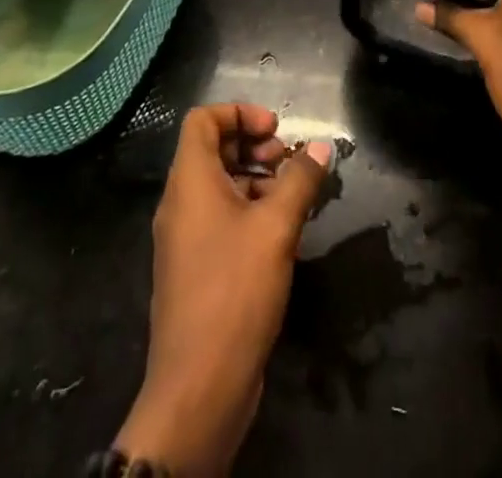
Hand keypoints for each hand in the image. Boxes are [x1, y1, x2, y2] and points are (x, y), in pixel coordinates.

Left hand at [116, 103, 332, 476]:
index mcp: (189, 181)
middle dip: (252, 145)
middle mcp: (180, 203)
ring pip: (218, 186)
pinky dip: (248, 210)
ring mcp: (184, 238)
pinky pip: (219, 219)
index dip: (239, 113)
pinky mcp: (194, 269)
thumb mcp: (276, 227)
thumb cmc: (235, 290)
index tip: (276, 129)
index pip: (203, 119)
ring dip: (255, 178)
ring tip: (292, 195)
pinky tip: (281, 232)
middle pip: (211, 150)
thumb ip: (300, 180)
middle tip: (288, 160)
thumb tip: (321, 146)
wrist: (198, 389)